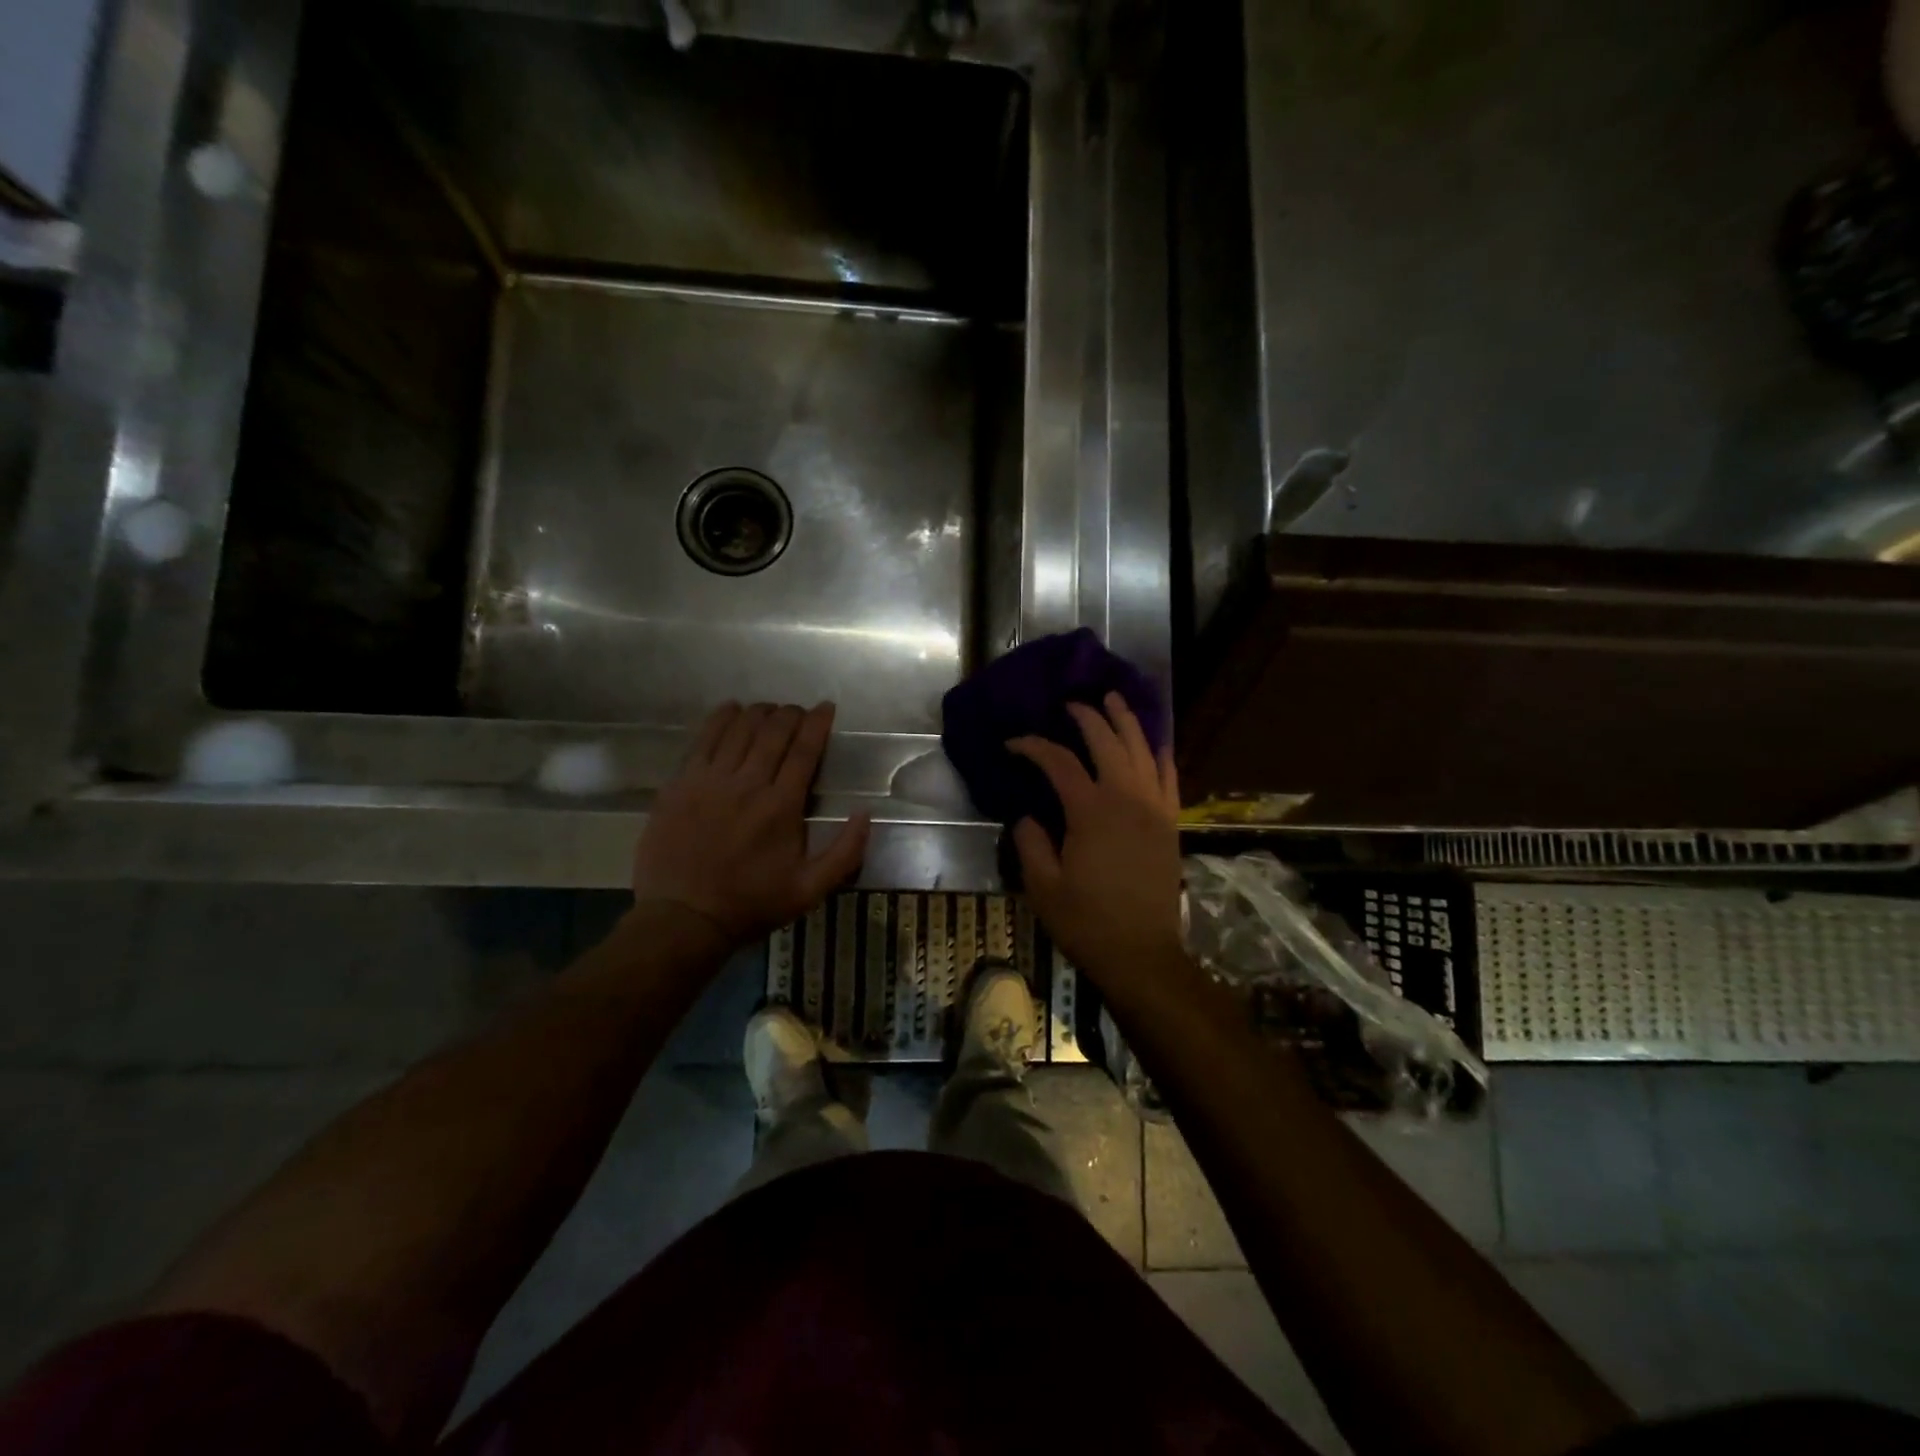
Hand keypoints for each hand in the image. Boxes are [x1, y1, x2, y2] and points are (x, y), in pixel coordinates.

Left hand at [632, 702, 870, 951]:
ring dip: (760, 713)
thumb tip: (866, 814)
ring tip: (770, 711)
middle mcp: (748, 783)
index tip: (826, 707)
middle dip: (792, 713)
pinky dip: (721, 718)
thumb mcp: (810, 890)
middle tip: (799, 712)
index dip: (818, 723)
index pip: (805, 750)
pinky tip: (731, 710)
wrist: (682, 918)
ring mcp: (710, 779)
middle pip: (773, 731)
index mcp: (782, 806)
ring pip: (740, 728)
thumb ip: (845, 853)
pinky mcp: (681, 782)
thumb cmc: (750, 904)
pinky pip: (704, 738)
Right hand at [1008, 692, 1183, 986]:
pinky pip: (1170, 777)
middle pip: (1107, 742)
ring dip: (1127, 722)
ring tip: (1114, 700)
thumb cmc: (1086, 921)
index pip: (1059, 762)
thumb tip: (1027, 815)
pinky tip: (1156, 741)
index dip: (1033, 747)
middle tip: (1069, 705)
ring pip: (1143, 750)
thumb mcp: (1043, 886)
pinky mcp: (1170, 823)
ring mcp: (1154, 808)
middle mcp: (1126, 798)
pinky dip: (1161, 754)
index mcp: (1091, 811)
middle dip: (1086, 717)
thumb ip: (1031, 842)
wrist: (1141, 953)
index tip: (1013, 744)